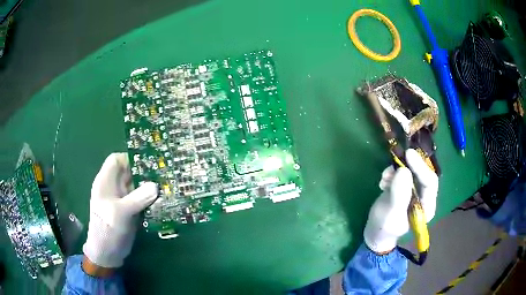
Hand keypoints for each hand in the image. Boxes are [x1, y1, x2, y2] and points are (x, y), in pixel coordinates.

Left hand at [83, 153, 157, 272]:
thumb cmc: (107, 230)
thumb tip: (155, 186)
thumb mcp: (120, 213)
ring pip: (137, 186)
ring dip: (149, 186)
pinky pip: (141, 199)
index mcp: (106, 182)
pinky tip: (163, 200)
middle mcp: (114, 188)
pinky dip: (150, 198)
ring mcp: (123, 199)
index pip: (116, 160)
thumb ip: (137, 198)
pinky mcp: (130, 210)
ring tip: (167, 185)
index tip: (147, 162)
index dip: (129, 158)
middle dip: (144, 171)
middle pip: (129, 172)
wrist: (108, 253)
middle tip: (163, 172)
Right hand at [363, 149, 437, 253]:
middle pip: (423, 174)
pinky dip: (393, 173)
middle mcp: (424, 197)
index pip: (430, 182)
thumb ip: (399, 195)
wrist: (375, 232)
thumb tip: (403, 171)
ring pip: (412, 172)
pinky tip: (383, 181)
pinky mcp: (405, 187)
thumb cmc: (384, 228)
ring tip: (384, 177)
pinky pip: (402, 173)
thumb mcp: (391, 214)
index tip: (408, 155)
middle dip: (410, 166)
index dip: (421, 167)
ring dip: (398, 169)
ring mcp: (414, 191)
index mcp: (427, 207)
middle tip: (399, 155)